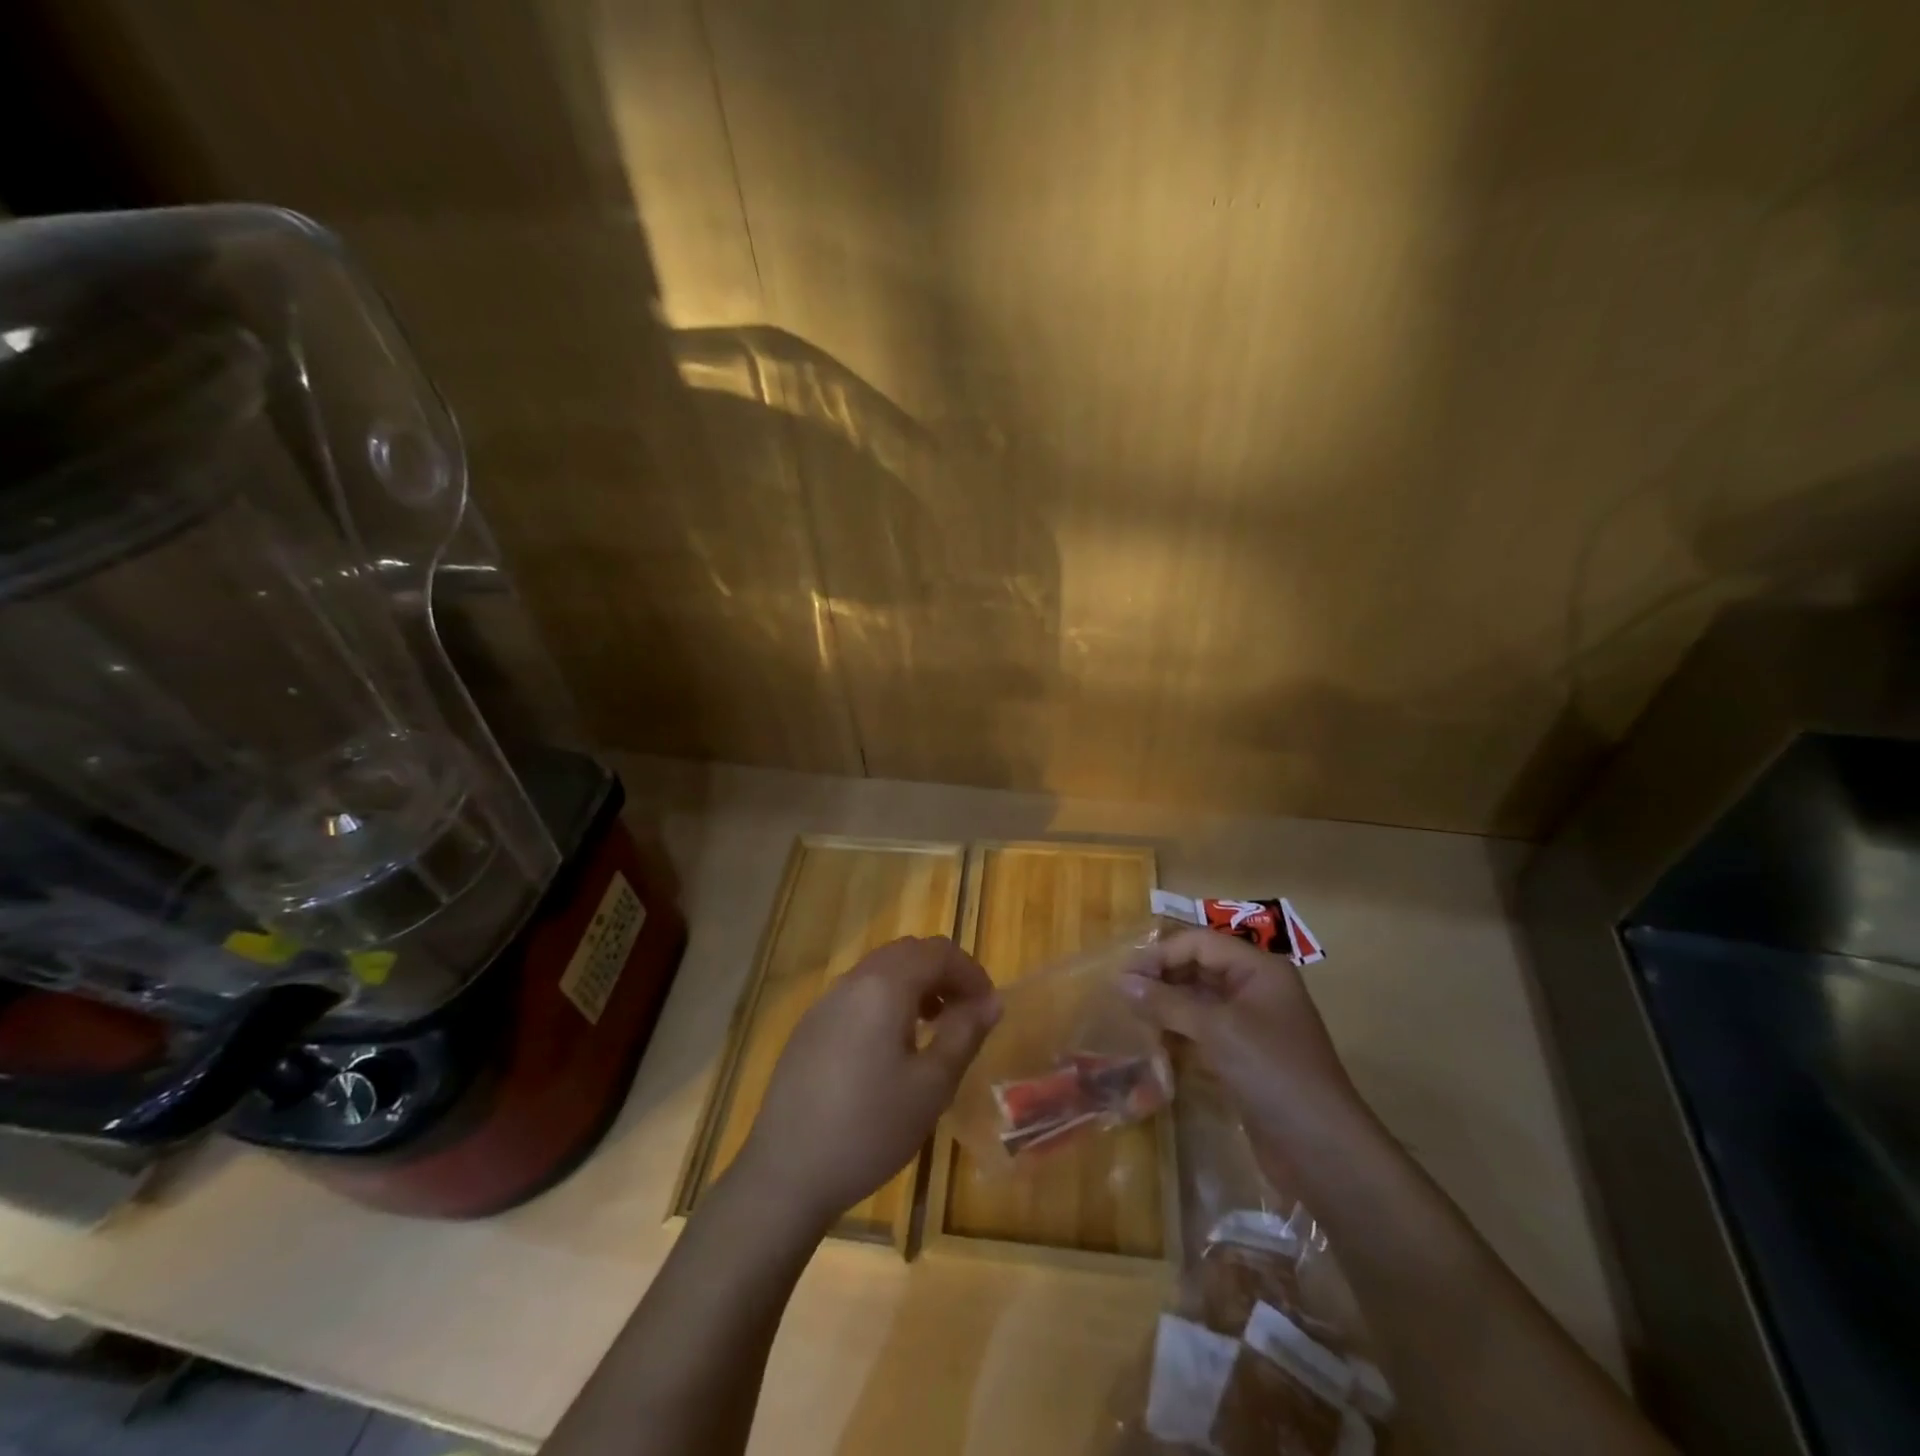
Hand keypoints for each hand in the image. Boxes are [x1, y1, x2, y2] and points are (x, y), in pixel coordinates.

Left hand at [735, 936, 1000, 1231]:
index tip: (989, 1007)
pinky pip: (858, 994)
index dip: (971, 972)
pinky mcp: (810, 1027)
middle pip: (908, 953)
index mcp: (884, 986)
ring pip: (880, 971)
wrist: (786, 1173)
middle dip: (943, 973)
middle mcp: (852, 981)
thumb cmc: (870, 1128)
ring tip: (934, 1028)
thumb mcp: (932, 1086)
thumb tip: (992, 1001)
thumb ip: (965, 1034)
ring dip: (915, 986)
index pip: (938, 952)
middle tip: (965, 1014)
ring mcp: (825, 1002)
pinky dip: (887, 1001)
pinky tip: (892, 1048)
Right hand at [1121, 929, 1360, 1146]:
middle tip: (1121, 996)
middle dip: (1161, 978)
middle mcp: (1256, 989)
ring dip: (1166, 1007)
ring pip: (1199, 1001)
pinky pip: (1204, 1032)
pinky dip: (1178, 1033)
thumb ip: (1167, 1002)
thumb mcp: (1216, 1029)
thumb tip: (1122, 982)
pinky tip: (1153, 1044)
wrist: (1322, 1151)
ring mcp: (1252, 1025)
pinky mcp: (1245, 1058)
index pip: (1199, 943)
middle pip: (1199, 968)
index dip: (1160, 954)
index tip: (1123, 975)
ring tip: (1131, 1018)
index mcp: (1258, 969)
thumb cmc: (1273, 1073)